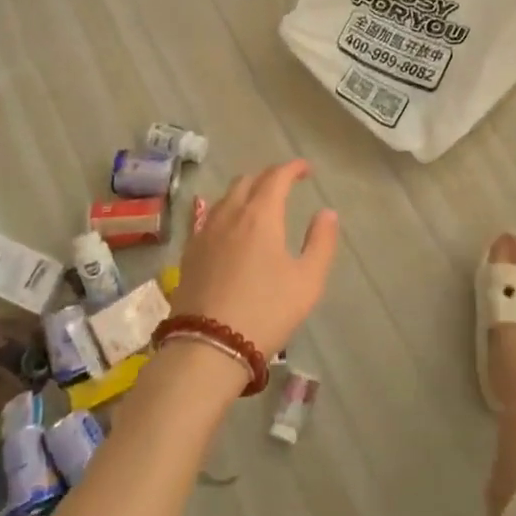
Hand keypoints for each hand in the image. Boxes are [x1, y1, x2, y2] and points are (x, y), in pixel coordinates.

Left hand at [169, 161, 338, 358]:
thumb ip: (321, 242)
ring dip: (245, 192)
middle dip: (268, 177)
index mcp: (260, 215)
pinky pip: (209, 217)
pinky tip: (231, 229)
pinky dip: (226, 212)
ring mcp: (204, 233)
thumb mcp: (307, 281)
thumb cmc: (265, 312)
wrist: (207, 347)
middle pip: (247, 181)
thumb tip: (326, 212)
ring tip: (259, 205)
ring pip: (225, 198)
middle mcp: (230, 214)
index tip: (306, 169)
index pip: (276, 176)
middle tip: (285, 187)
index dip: (293, 168)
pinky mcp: (189, 253)